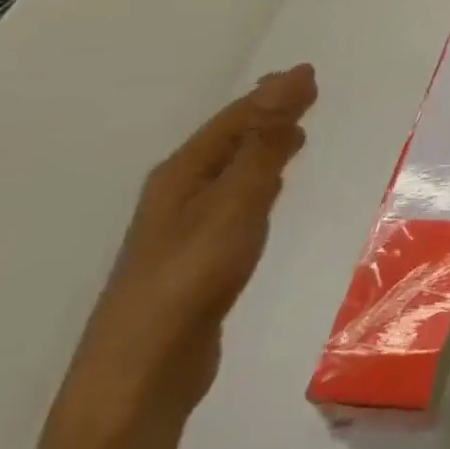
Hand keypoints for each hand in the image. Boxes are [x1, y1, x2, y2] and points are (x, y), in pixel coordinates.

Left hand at [47, 65, 318, 448]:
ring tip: (293, 137)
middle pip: (228, 141)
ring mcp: (182, 230)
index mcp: (182, 174)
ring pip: (230, 172)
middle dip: (264, 116)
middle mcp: (177, 195)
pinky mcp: (196, 259)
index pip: (235, 119)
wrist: (140, 374)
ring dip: (262, 148)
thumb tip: (292, 77)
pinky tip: (267, 194)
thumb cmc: (191, 276)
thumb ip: (266, 141)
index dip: (272, 94)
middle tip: (302, 95)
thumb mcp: (237, 200)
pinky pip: (234, 201)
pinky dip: (258, 182)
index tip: (308, 74)